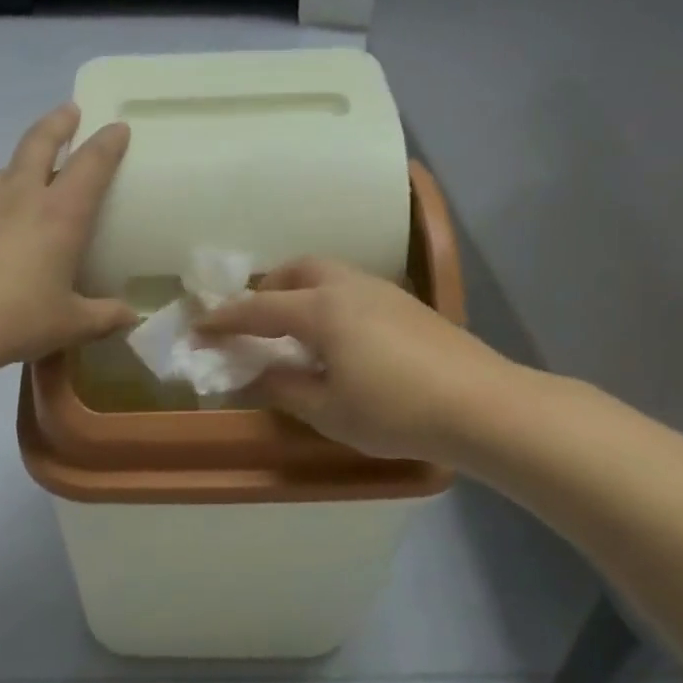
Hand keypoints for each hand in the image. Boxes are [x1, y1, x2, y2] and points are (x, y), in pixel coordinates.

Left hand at [0, 104, 135, 377]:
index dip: (108, 142)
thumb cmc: (14, 321)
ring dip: (17, 170)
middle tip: (69, 112)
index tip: (118, 128)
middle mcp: (17, 196)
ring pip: (1, 173)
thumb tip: (133, 317)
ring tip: (23, 184)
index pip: (91, 163)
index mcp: (59, 214)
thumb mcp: (69, 325)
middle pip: (39, 142)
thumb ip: (106, 317)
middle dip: (58, 123)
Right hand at [198, 257, 524, 466]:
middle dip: (267, 290)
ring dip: (300, 291)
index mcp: (322, 310)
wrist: (484, 406)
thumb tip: (255, 373)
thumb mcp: (328, 410)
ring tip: (295, 330)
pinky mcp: (407, 304)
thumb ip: (284, 388)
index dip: (224, 320)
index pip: (259, 308)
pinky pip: (351, 288)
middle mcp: (348, 287)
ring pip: (328, 274)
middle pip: (296, 271)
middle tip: (254, 322)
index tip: (198, 328)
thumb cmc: (396, 411)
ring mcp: (383, 291)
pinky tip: (338, 338)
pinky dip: (328, 301)